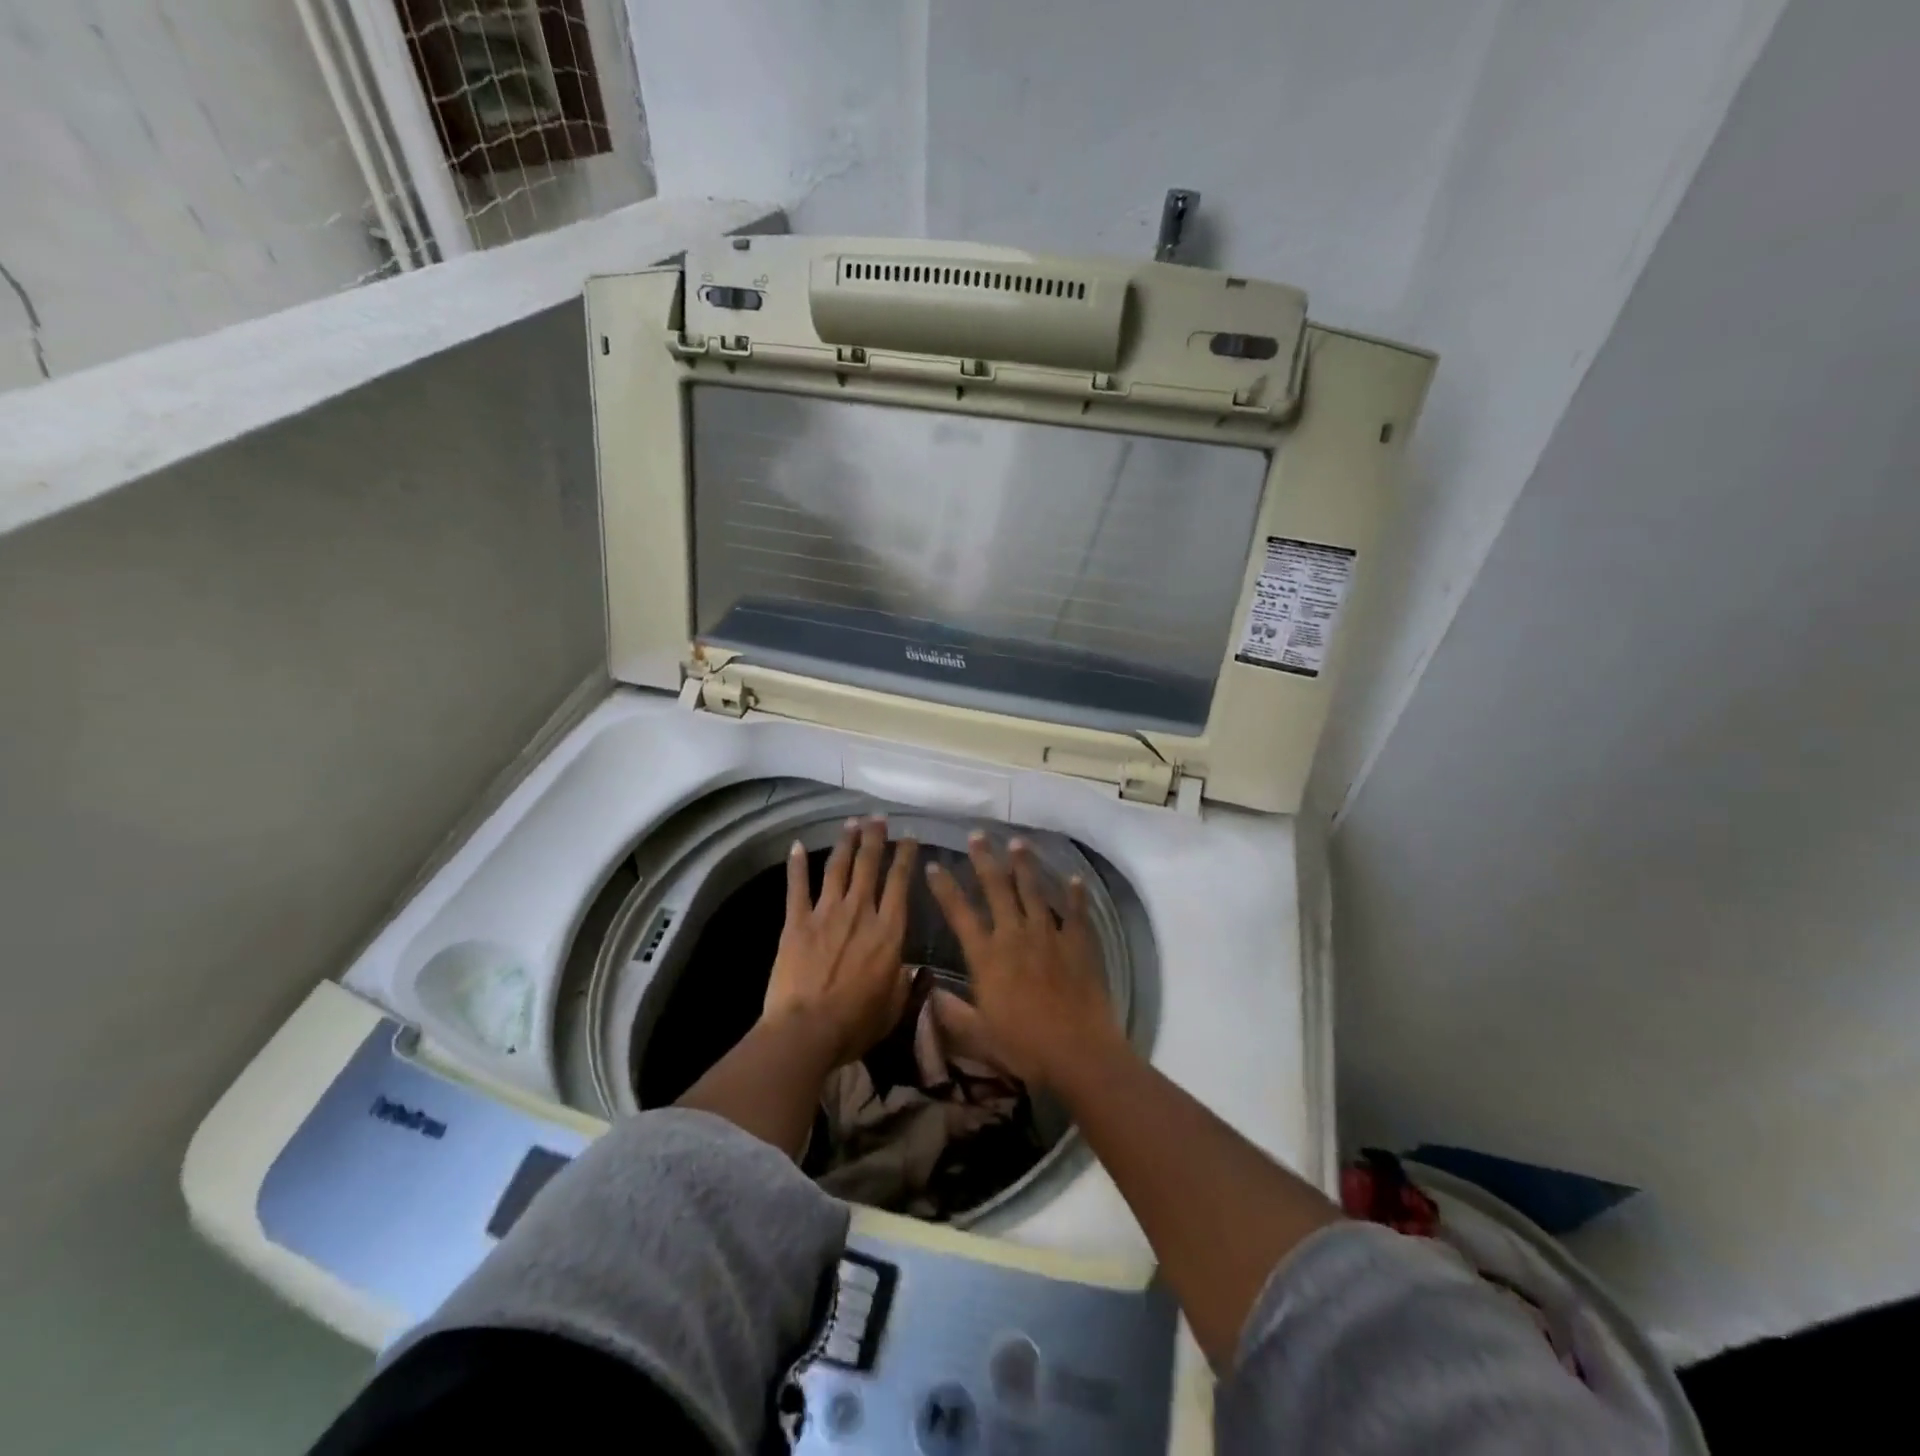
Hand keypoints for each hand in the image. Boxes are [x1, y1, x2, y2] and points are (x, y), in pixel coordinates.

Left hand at [762, 815, 919, 1068]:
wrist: (807, 1030)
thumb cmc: (855, 1023)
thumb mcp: (893, 1006)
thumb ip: (903, 982)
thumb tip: (909, 968)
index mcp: (888, 931)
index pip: (900, 883)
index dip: (906, 856)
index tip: (909, 837)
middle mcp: (860, 912)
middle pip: (869, 865)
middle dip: (875, 838)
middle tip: (878, 818)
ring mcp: (826, 913)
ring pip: (838, 868)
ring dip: (846, 843)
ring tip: (851, 822)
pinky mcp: (797, 922)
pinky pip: (797, 887)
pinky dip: (797, 865)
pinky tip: (797, 846)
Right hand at [924, 832, 1118, 1087]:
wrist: (1077, 1051)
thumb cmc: (1023, 1046)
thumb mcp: (977, 1035)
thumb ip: (950, 1013)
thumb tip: (927, 993)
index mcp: (986, 956)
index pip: (959, 913)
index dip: (945, 888)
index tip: (934, 865)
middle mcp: (1014, 936)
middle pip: (996, 888)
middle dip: (984, 859)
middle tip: (977, 835)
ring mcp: (1048, 935)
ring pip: (1033, 890)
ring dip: (1024, 865)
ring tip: (1017, 843)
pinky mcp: (1077, 943)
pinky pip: (1075, 912)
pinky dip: (1075, 894)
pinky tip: (1074, 878)